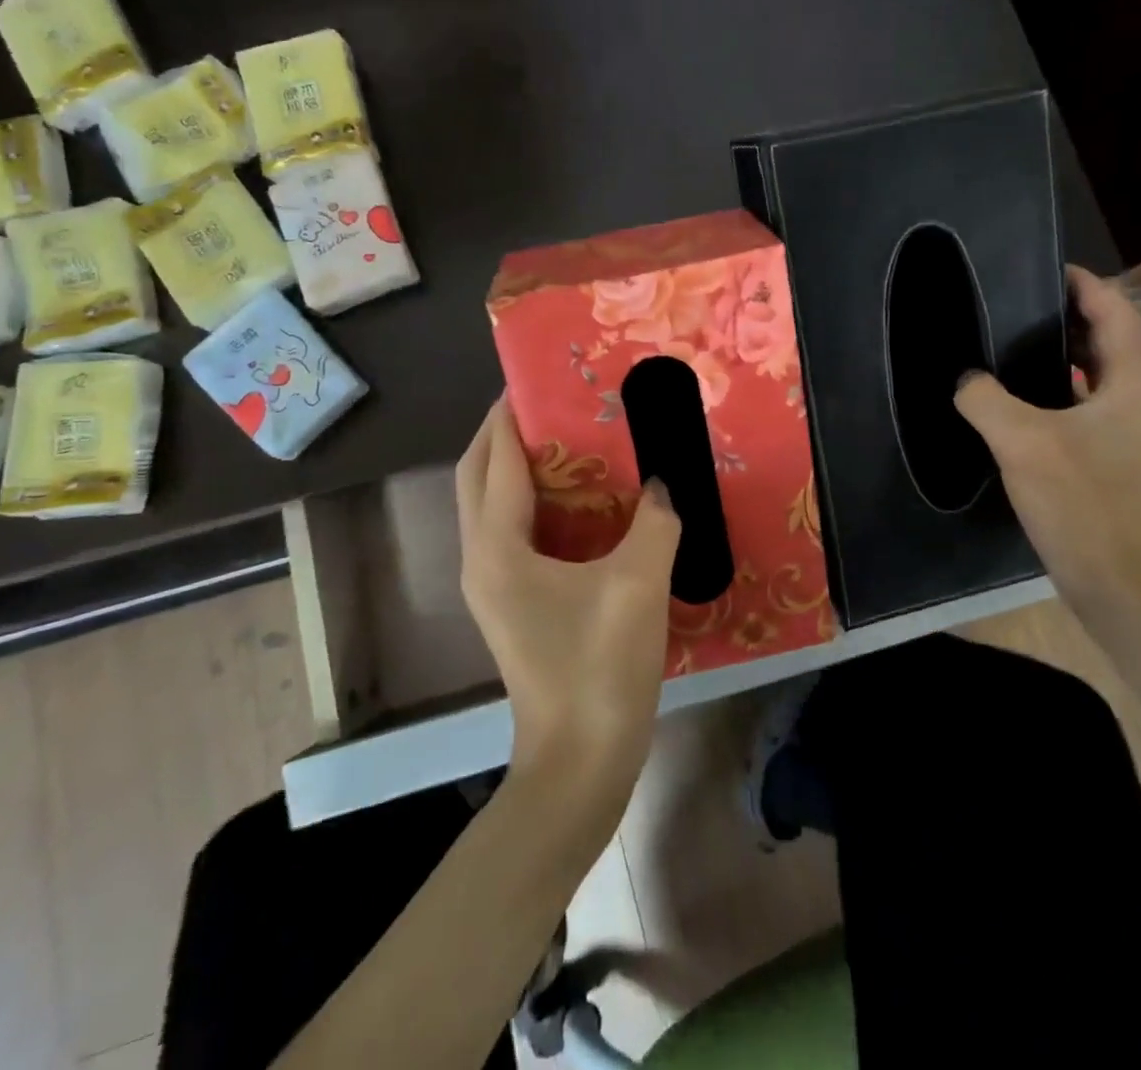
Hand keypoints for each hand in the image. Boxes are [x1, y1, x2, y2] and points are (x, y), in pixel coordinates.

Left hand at [456, 399, 681, 811]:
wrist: (580, 762)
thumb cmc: (600, 667)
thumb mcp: (638, 584)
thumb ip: (655, 521)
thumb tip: (662, 484)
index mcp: (499, 547)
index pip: (497, 461)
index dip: (511, 416)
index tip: (535, 378)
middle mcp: (481, 559)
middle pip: (478, 478)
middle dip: (502, 434)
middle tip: (548, 403)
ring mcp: (492, 586)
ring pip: (490, 507)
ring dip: (515, 467)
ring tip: (563, 440)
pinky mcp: (511, 605)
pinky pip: (510, 533)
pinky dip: (532, 503)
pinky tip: (578, 502)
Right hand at [953, 266, 1140, 585]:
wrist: (1117, 579)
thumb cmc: (1081, 501)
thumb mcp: (1021, 442)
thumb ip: (985, 398)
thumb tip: (965, 379)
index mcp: (1132, 382)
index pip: (1115, 311)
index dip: (1084, 284)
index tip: (1045, 268)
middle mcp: (1140, 397)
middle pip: (1106, 338)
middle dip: (1066, 315)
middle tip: (1015, 303)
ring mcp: (1131, 429)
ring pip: (1095, 373)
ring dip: (1060, 353)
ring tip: (1009, 343)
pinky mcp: (1114, 454)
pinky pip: (1084, 403)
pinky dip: (1056, 388)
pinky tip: (1017, 399)